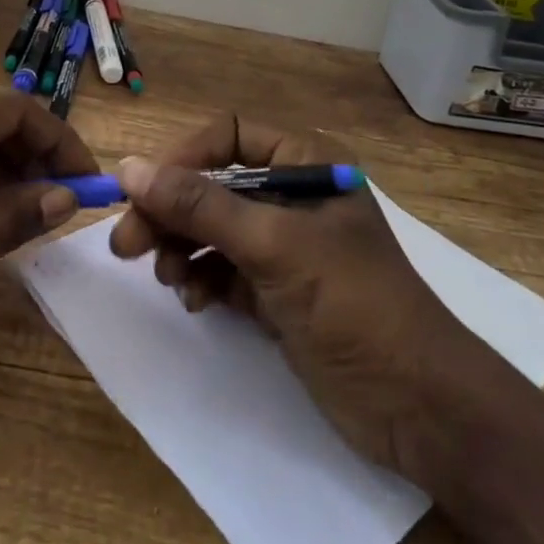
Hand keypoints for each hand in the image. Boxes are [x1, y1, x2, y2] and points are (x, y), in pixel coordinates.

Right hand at [110, 113, 511, 487]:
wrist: (418, 407)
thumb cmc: (353, 304)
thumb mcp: (274, 246)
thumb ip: (200, 206)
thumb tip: (129, 168)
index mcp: (305, 163)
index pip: (227, 136)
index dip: (182, 158)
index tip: (142, 192)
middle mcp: (292, 196)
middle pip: (212, 185)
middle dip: (170, 212)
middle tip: (126, 245)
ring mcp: (284, 245)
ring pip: (211, 229)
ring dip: (181, 248)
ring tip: (168, 278)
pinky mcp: (277, 290)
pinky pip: (222, 269)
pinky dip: (202, 279)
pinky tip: (195, 300)